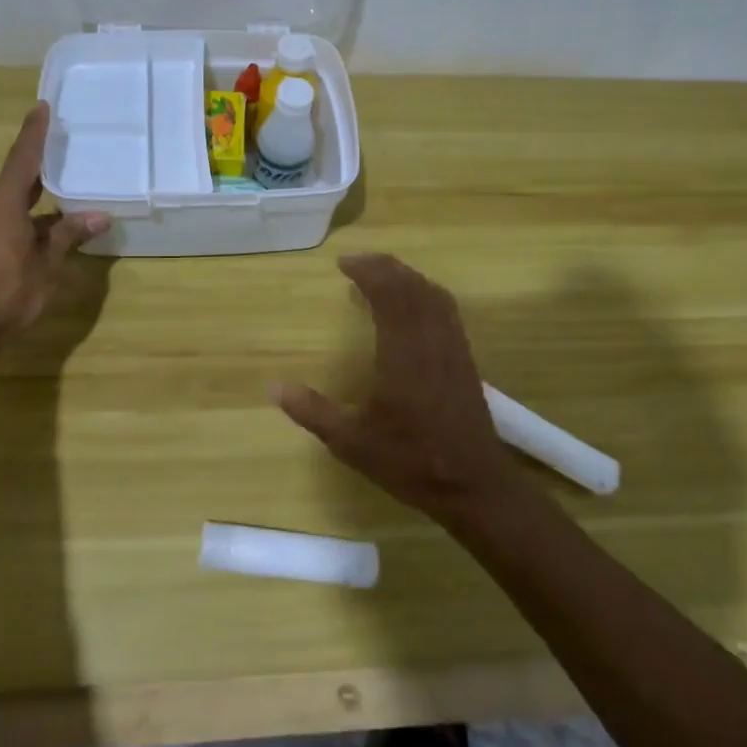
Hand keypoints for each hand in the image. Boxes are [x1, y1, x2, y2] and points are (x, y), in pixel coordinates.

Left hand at [0, 103, 109, 359]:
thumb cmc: (5, 295)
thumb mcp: (46, 266)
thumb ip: (69, 237)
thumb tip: (100, 216)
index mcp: (1, 206)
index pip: (22, 160)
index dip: (34, 134)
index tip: (42, 107)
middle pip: (15, 184)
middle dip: (40, 175)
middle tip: (64, 161)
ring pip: (9, 210)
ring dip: (35, 210)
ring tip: (64, 212)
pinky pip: (1, 227)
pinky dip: (23, 227)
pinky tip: (41, 241)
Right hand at [273, 253, 521, 522]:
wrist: (472, 484)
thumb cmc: (410, 461)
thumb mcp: (351, 442)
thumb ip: (312, 411)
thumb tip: (273, 387)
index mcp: (403, 353)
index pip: (389, 294)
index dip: (368, 271)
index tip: (343, 263)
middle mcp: (431, 341)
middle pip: (412, 286)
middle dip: (385, 267)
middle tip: (358, 262)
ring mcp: (453, 349)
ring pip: (434, 296)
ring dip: (408, 277)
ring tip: (383, 275)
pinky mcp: (465, 361)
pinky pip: (447, 311)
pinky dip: (427, 295)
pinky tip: (414, 307)